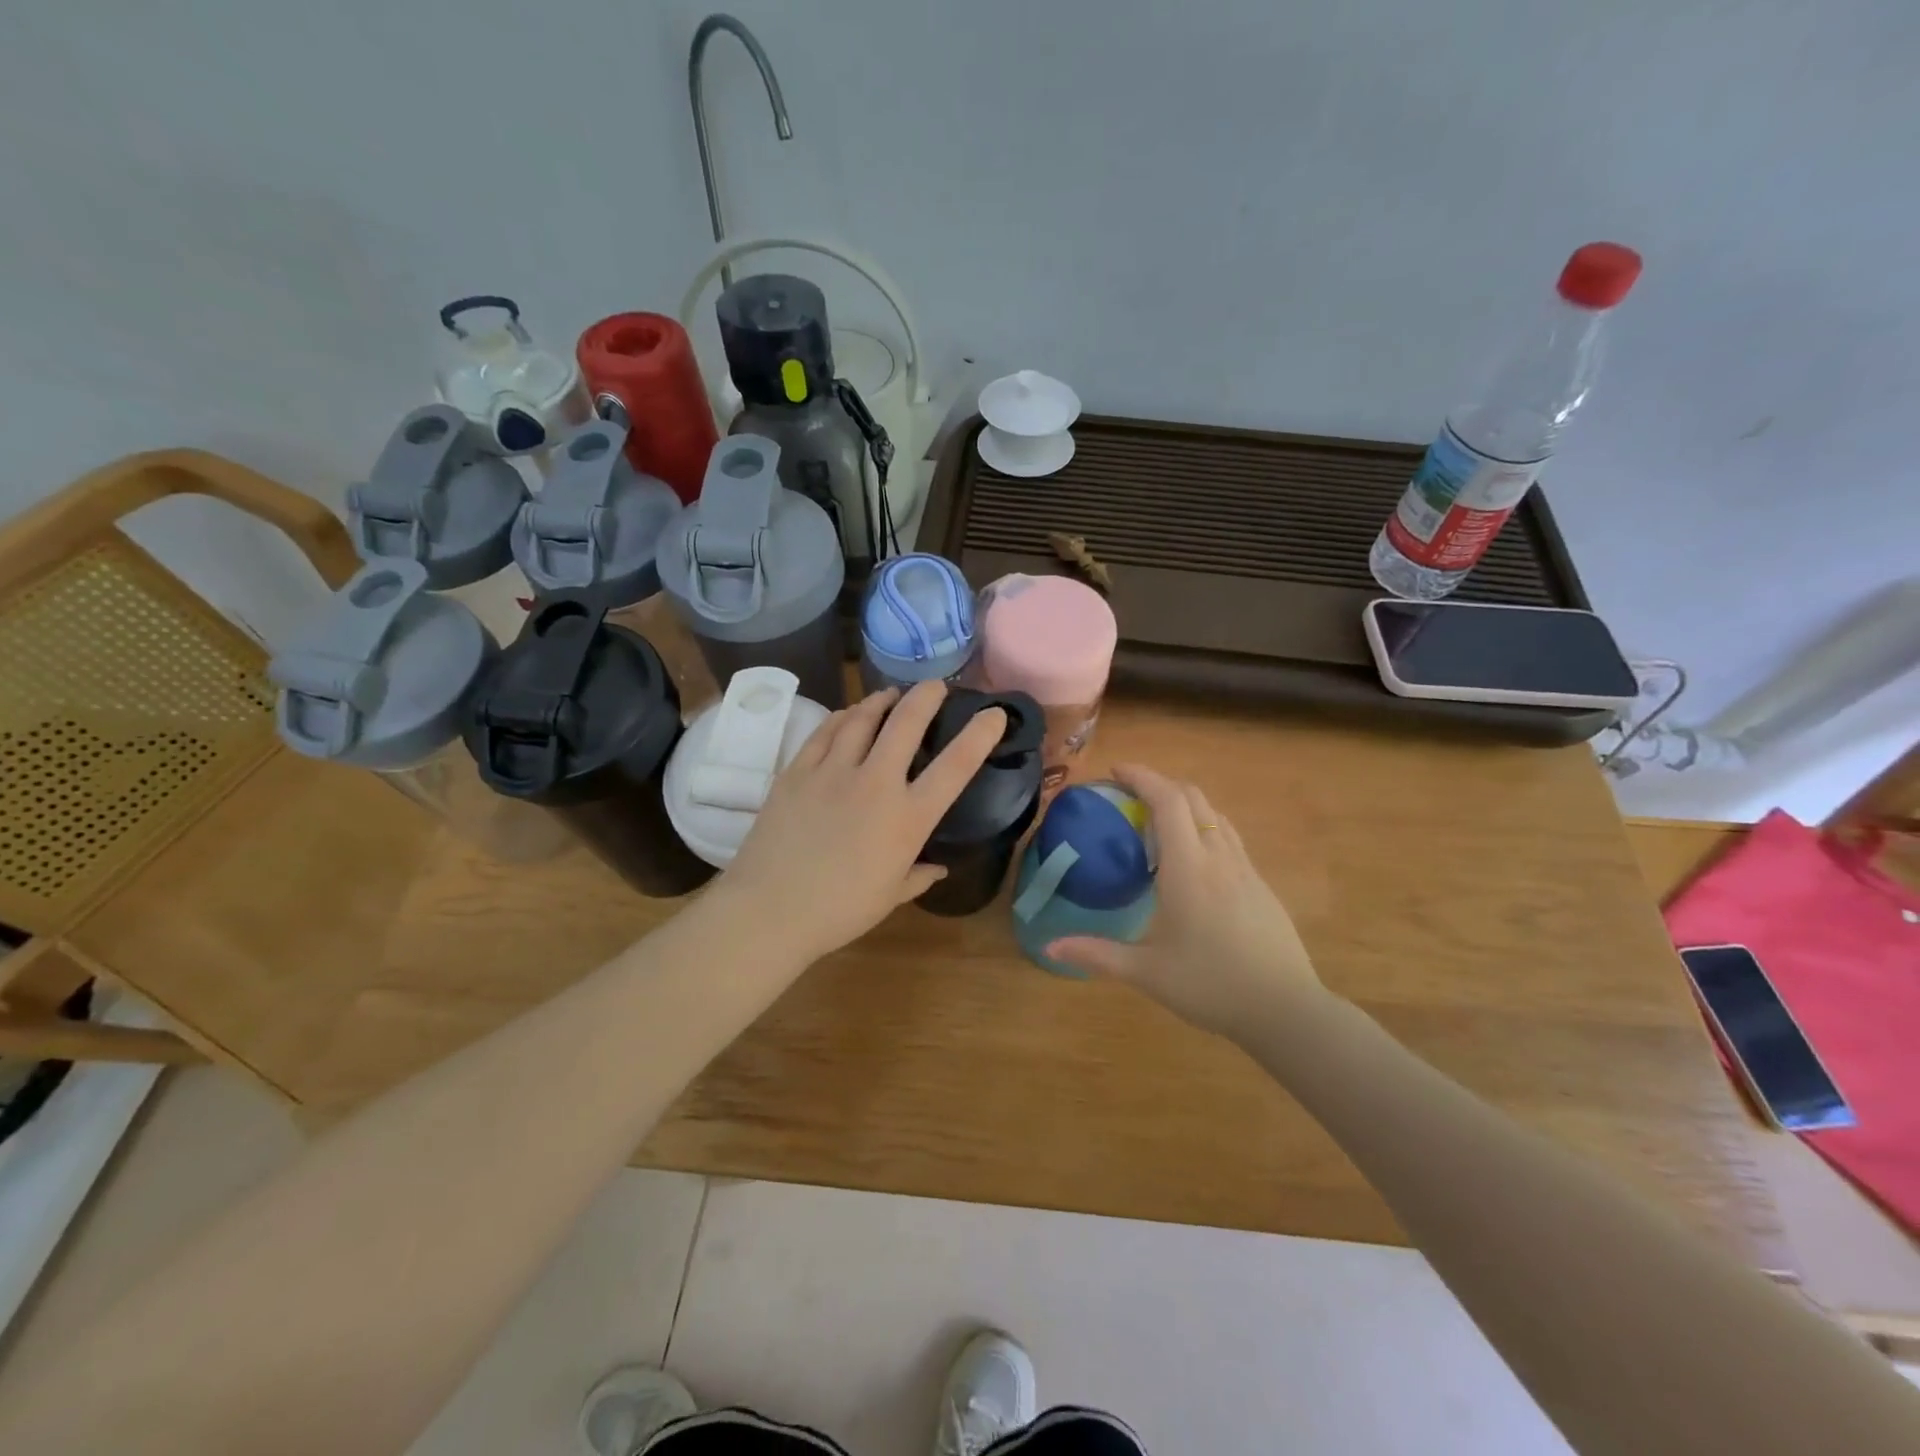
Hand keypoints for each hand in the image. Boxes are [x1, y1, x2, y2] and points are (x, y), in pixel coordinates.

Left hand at [716, 681, 1006, 964]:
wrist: (769, 910)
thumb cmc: (839, 911)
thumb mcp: (890, 896)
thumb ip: (919, 876)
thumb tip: (938, 868)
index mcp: (907, 818)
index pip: (955, 766)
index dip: (980, 734)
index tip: (994, 713)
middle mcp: (875, 783)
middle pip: (907, 722)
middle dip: (927, 696)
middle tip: (936, 686)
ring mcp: (833, 772)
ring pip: (863, 718)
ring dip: (882, 700)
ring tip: (891, 694)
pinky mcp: (797, 771)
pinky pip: (825, 731)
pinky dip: (842, 717)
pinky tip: (848, 714)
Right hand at [1046, 764, 1325, 1040]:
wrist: (1286, 1009)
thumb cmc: (1211, 985)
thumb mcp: (1147, 973)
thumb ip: (1097, 954)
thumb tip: (1050, 947)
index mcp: (1188, 868)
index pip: (1168, 801)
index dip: (1142, 777)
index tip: (1115, 771)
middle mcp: (1219, 857)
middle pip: (1193, 797)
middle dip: (1160, 784)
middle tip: (1128, 795)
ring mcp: (1246, 869)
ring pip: (1215, 814)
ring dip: (1185, 803)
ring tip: (1157, 820)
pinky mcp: (1261, 885)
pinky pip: (1229, 837)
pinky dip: (1204, 826)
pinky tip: (1193, 857)